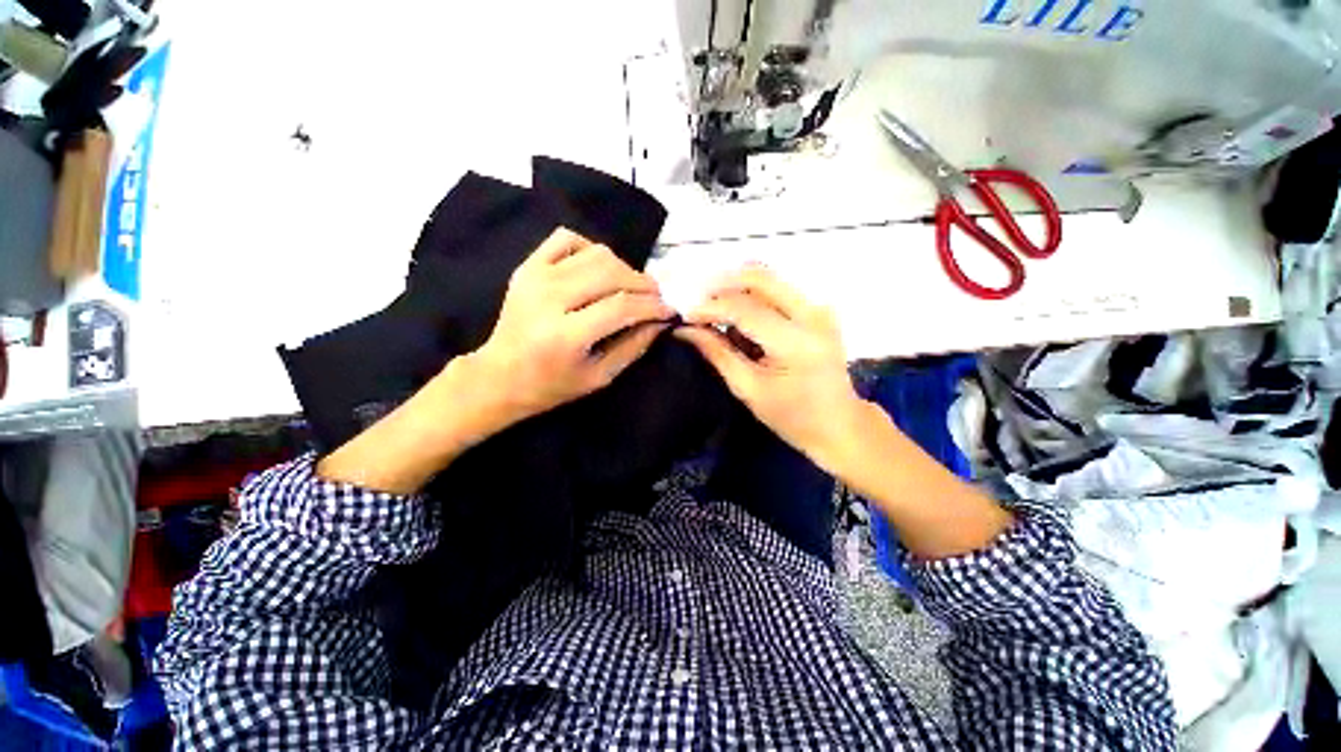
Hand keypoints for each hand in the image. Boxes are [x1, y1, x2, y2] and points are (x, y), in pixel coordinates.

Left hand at [472, 228, 674, 423]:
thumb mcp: (600, 376)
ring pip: (596, 253)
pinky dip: (591, 248)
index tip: (670, 311)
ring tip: (630, 288)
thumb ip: (634, 346)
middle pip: (612, 273)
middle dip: (644, 285)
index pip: (623, 307)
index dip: (653, 306)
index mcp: (565, 334)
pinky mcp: (527, 266)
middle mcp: (549, 298)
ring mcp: (535, 276)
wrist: (498, 375)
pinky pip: (567, 238)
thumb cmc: (551, 385)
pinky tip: (598, 270)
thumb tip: (661, 321)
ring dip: (623, 268)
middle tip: (656, 298)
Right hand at [675, 265, 865, 469]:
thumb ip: (717, 353)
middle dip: (723, 286)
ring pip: (770, 279)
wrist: (839, 423)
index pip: (745, 308)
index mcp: (795, 342)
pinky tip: (741, 318)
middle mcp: (812, 315)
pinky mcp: (819, 310)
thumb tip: (686, 330)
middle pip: (760, 278)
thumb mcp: (748, 389)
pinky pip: (779, 290)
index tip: (685, 316)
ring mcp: (820, 308)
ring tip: (716, 312)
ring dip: (737, 288)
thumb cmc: (791, 416)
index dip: (710, 307)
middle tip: (699, 305)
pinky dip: (754, 296)